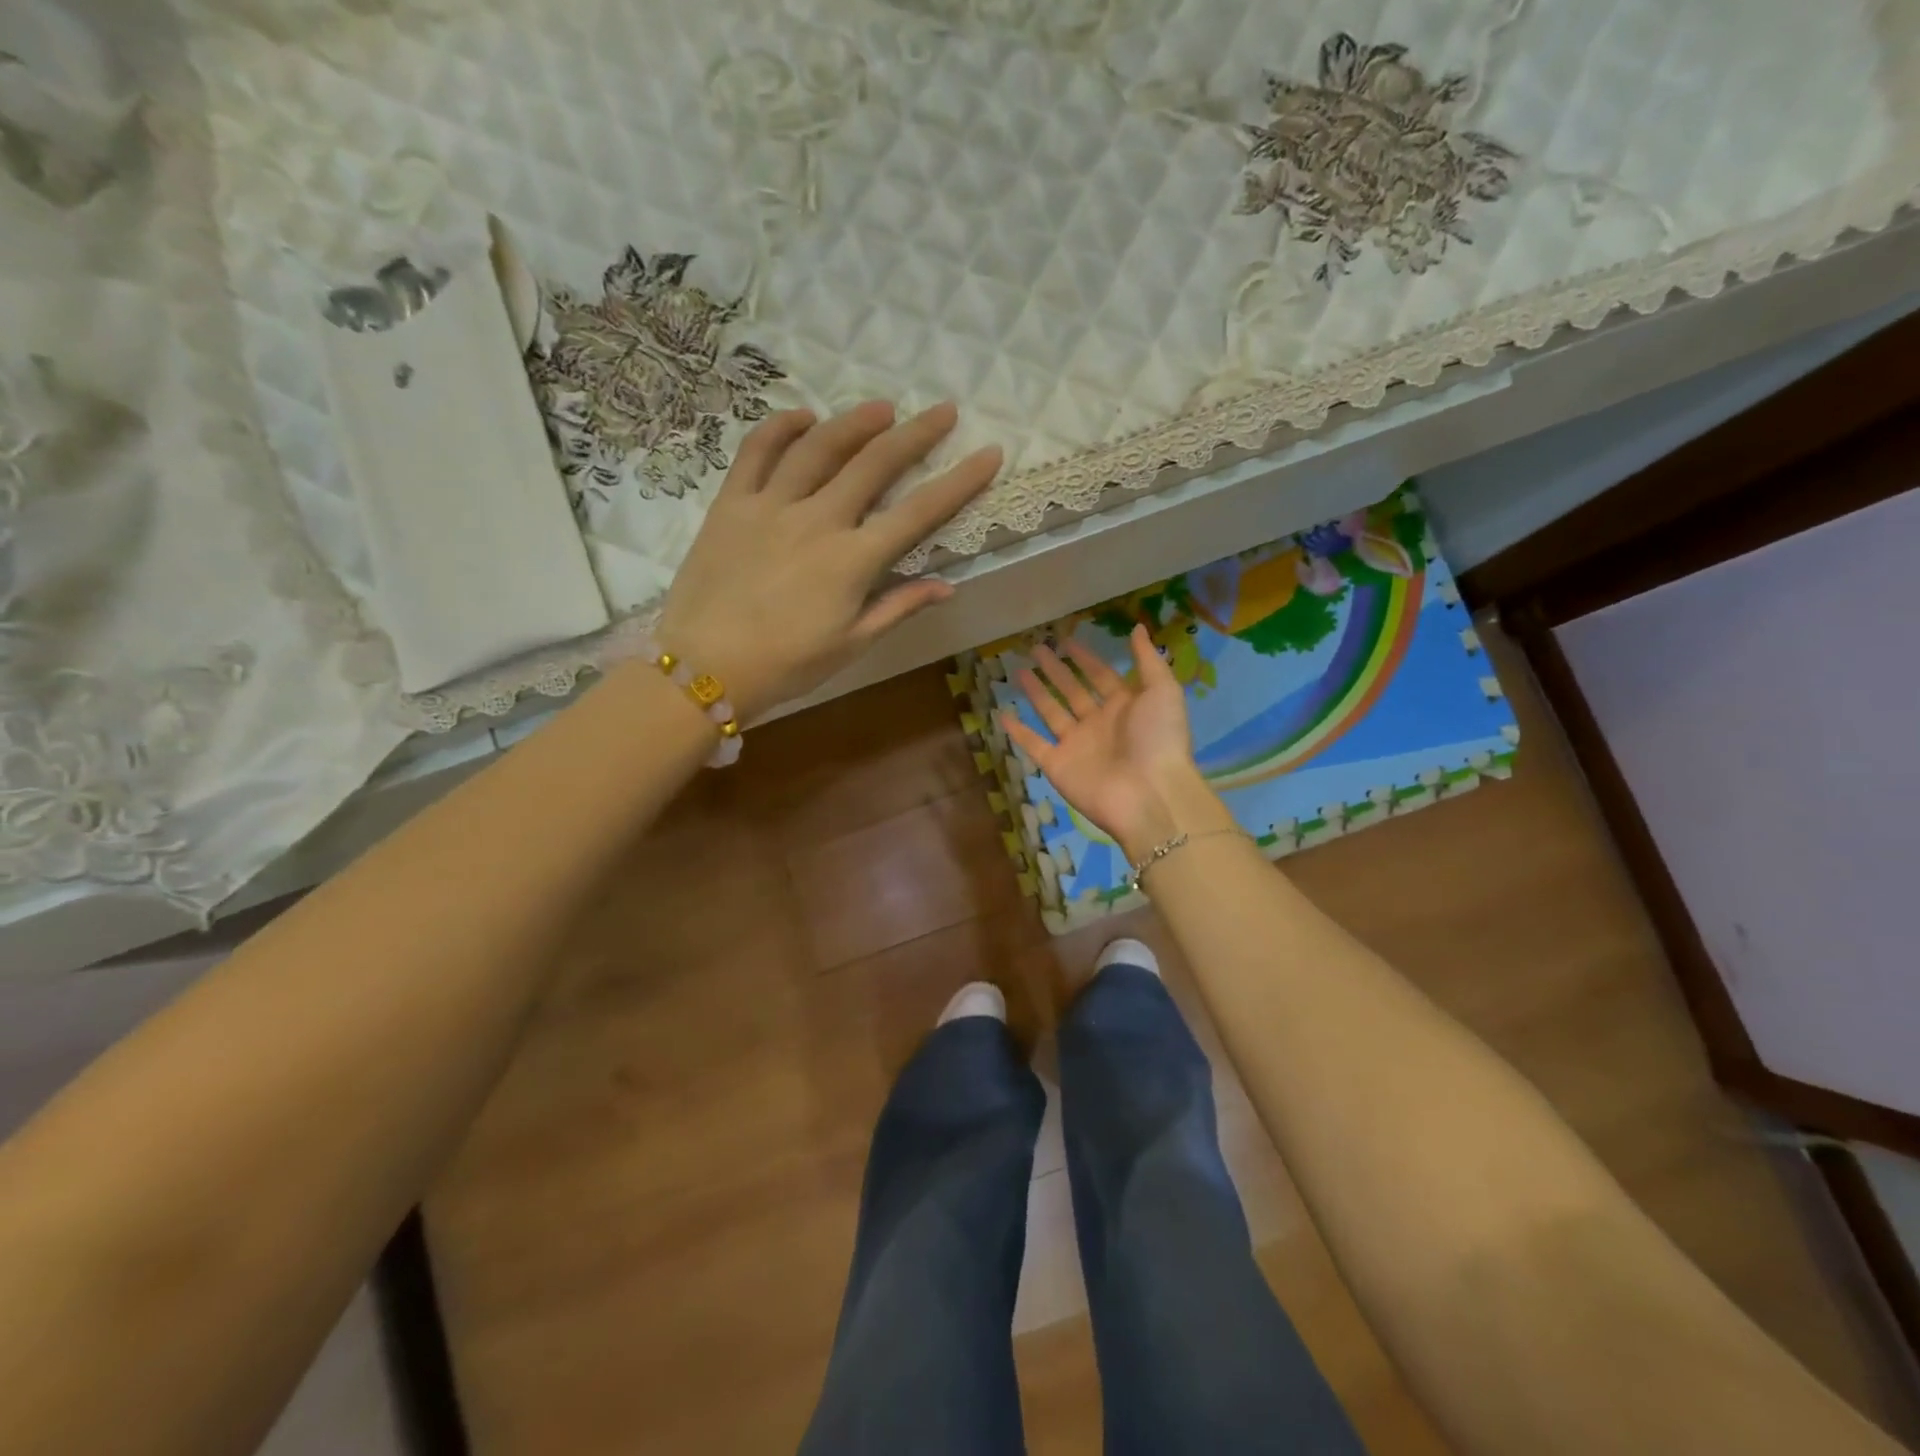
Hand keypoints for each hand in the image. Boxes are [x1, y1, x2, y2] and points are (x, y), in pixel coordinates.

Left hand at [653, 400, 1001, 718]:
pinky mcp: (732, 503)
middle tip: (942, 411)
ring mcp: (771, 505)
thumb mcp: (852, 645)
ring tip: (882, 408)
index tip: (989, 453)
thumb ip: (899, 608)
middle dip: (916, 434)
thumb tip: (948, 586)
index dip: (960, 481)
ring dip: (856, 422)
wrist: (705, 667)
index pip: (919, 512)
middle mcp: (818, 520)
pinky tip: (803, 416)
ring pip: (820, 447)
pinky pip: (757, 452)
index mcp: (853, 560)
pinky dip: (781, 427)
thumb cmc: (786, 665)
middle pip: (875, 464)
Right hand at [1003, 624, 1220, 860]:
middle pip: (1073, 691)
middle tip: (1037, 648)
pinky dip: (1019, 732)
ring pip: (1052, 713)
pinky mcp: (1058, 766)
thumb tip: (1139, 627)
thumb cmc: (1159, 738)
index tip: (1066, 639)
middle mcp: (1098, 724)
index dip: (1085, 658)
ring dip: (1037, 693)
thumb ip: (1148, 660)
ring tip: (1019, 671)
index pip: (1100, 676)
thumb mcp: (1163, 690)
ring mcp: (1076, 746)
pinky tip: (1003, 714)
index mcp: (1125, 706)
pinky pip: (1034, 745)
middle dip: (1056, 670)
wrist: (1149, 794)